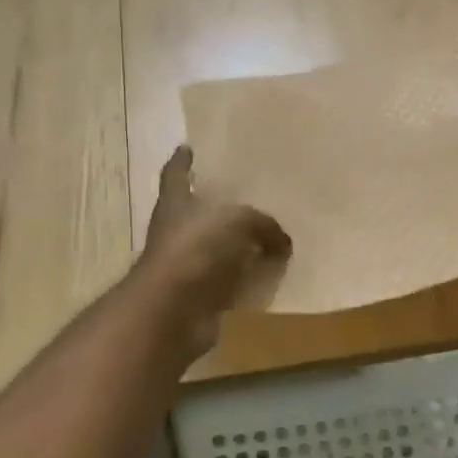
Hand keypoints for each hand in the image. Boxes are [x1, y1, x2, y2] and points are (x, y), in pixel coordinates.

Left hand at [137, 146, 290, 357]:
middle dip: (219, 203)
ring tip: (271, 234)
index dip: (181, 161)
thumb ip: (264, 225)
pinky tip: (272, 272)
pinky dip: (247, 277)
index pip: (176, 174)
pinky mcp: (200, 294)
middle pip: (198, 211)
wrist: (173, 310)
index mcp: (176, 202)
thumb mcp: (238, 221)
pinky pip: (230, 280)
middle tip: (250, 192)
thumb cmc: (197, 249)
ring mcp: (188, 264)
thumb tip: (283, 242)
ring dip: (239, 244)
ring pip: (218, 247)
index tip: (188, 147)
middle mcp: (177, 230)